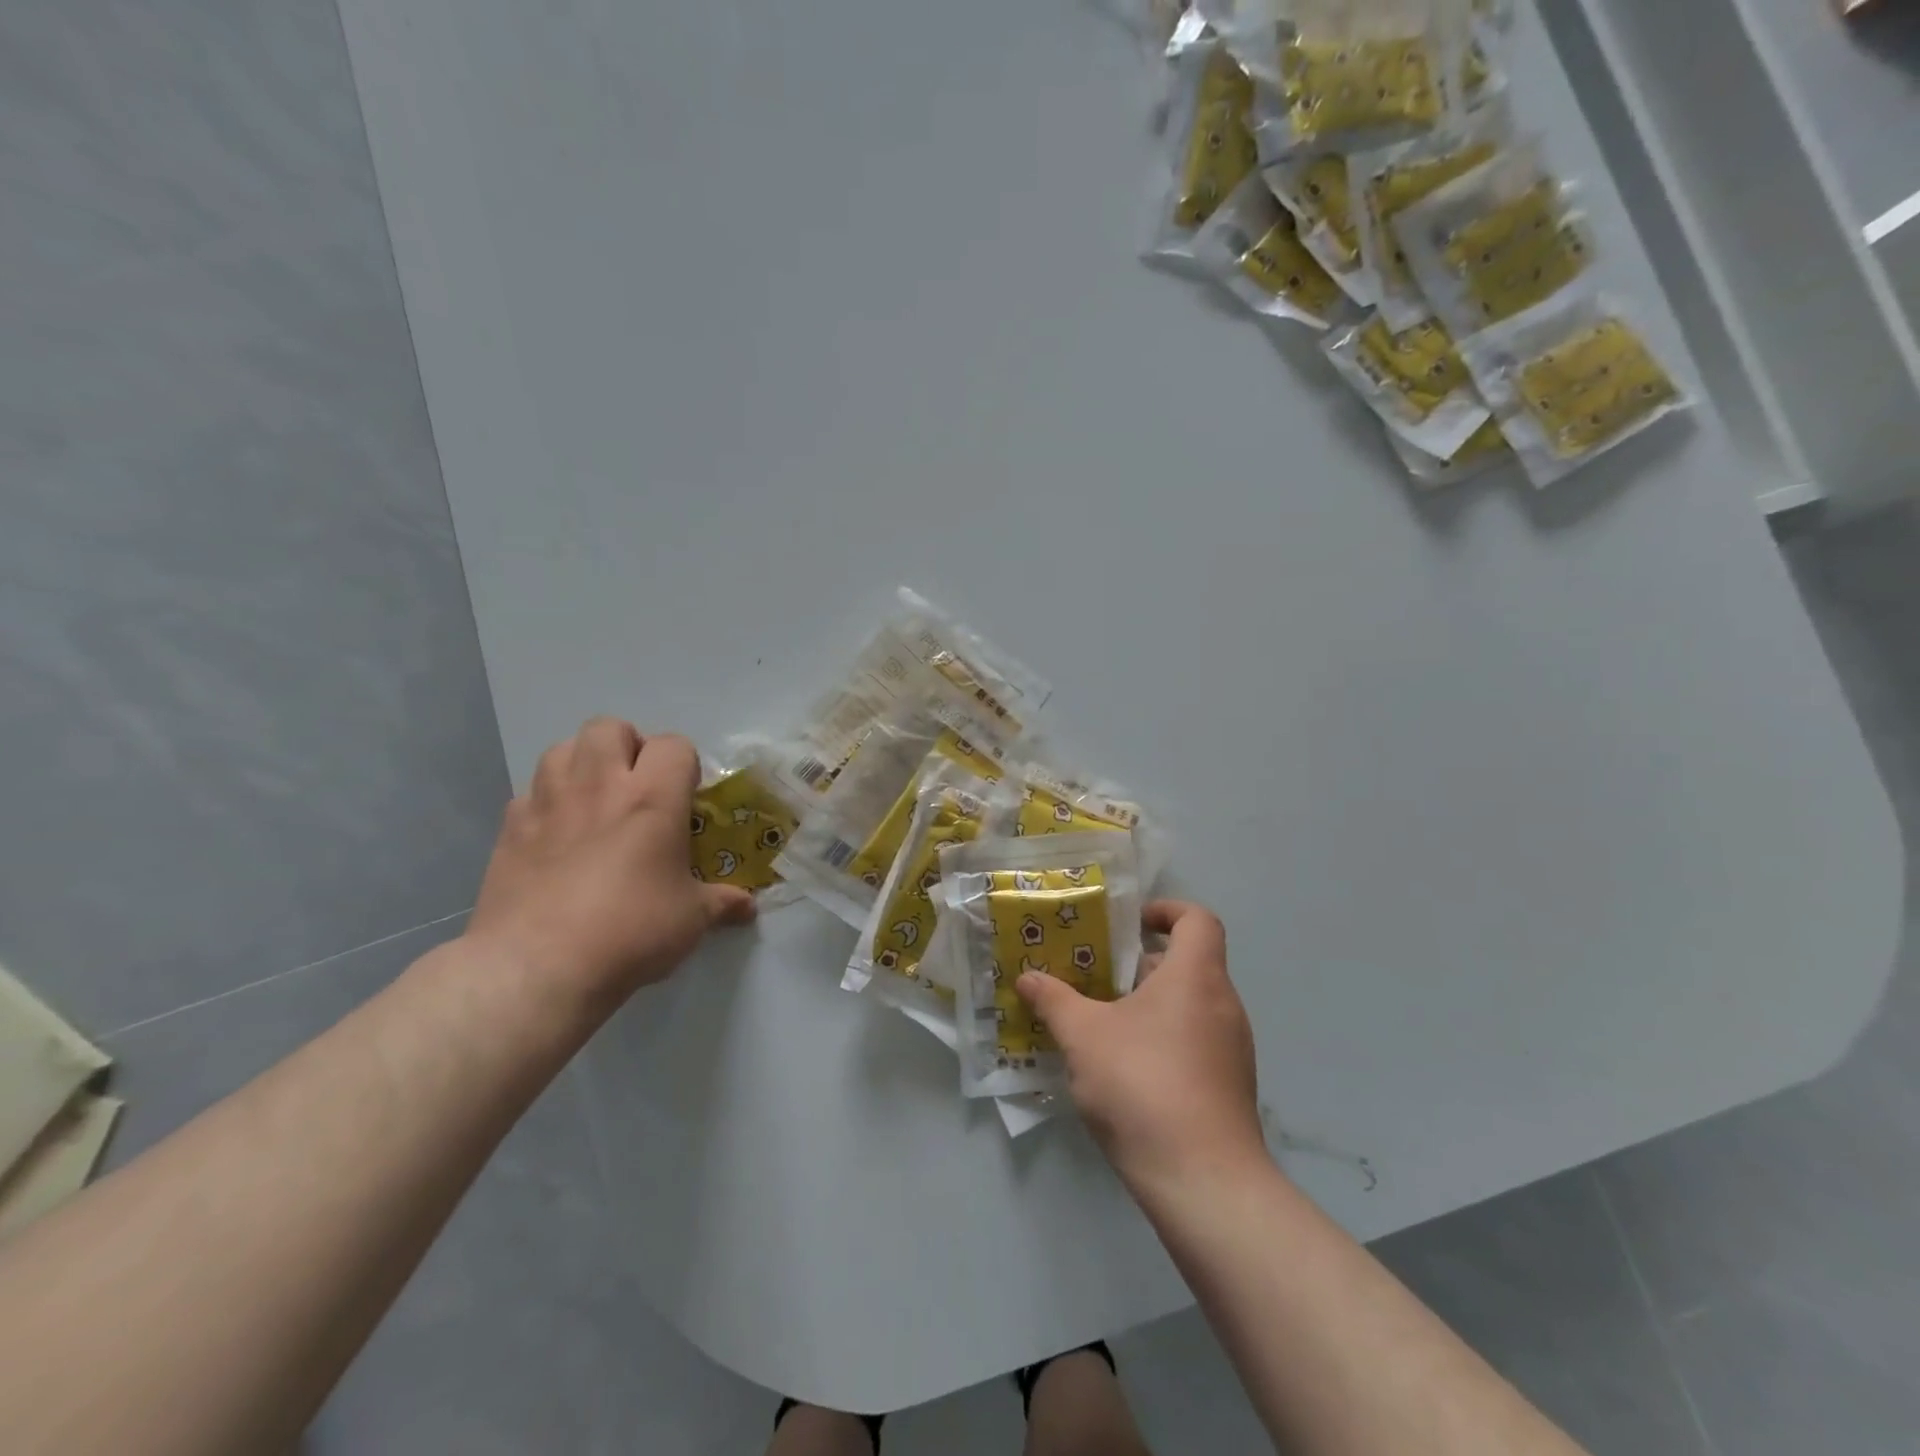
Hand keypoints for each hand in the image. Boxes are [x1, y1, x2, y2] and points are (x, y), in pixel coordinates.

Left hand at [466, 718, 753, 1008]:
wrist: (537, 967)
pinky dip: (546, 803)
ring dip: (582, 764)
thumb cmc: (630, 932)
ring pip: (561, 748)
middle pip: (609, 727)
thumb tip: (748, 907)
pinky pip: (530, 794)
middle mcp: (599, 786)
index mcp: (652, 798)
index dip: (684, 764)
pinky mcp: (509, 829)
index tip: (685, 797)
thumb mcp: (691, 920)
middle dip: (627, 746)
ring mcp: (548, 803)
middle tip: (637, 786)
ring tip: (594, 800)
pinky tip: (555, 836)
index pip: (673, 744)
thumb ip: (721, 904)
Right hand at [1017, 901, 1264, 1194]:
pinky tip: (1124, 1069)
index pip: (1197, 920)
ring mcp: (1232, 1049)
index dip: (1166, 911)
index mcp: (1196, 976)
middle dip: (1140, 965)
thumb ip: (1054, 1000)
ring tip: (1101, 1021)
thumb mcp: (1083, 1036)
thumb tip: (1028, 978)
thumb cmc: (1143, 1084)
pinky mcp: (1230, 1087)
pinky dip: (1164, 1040)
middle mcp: (1223, 1004)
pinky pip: (1195, 1042)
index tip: (1130, 923)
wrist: (1203, 1181)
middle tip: (1096, 975)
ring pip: (1189, 1006)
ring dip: (1149, 1005)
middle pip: (1188, 964)